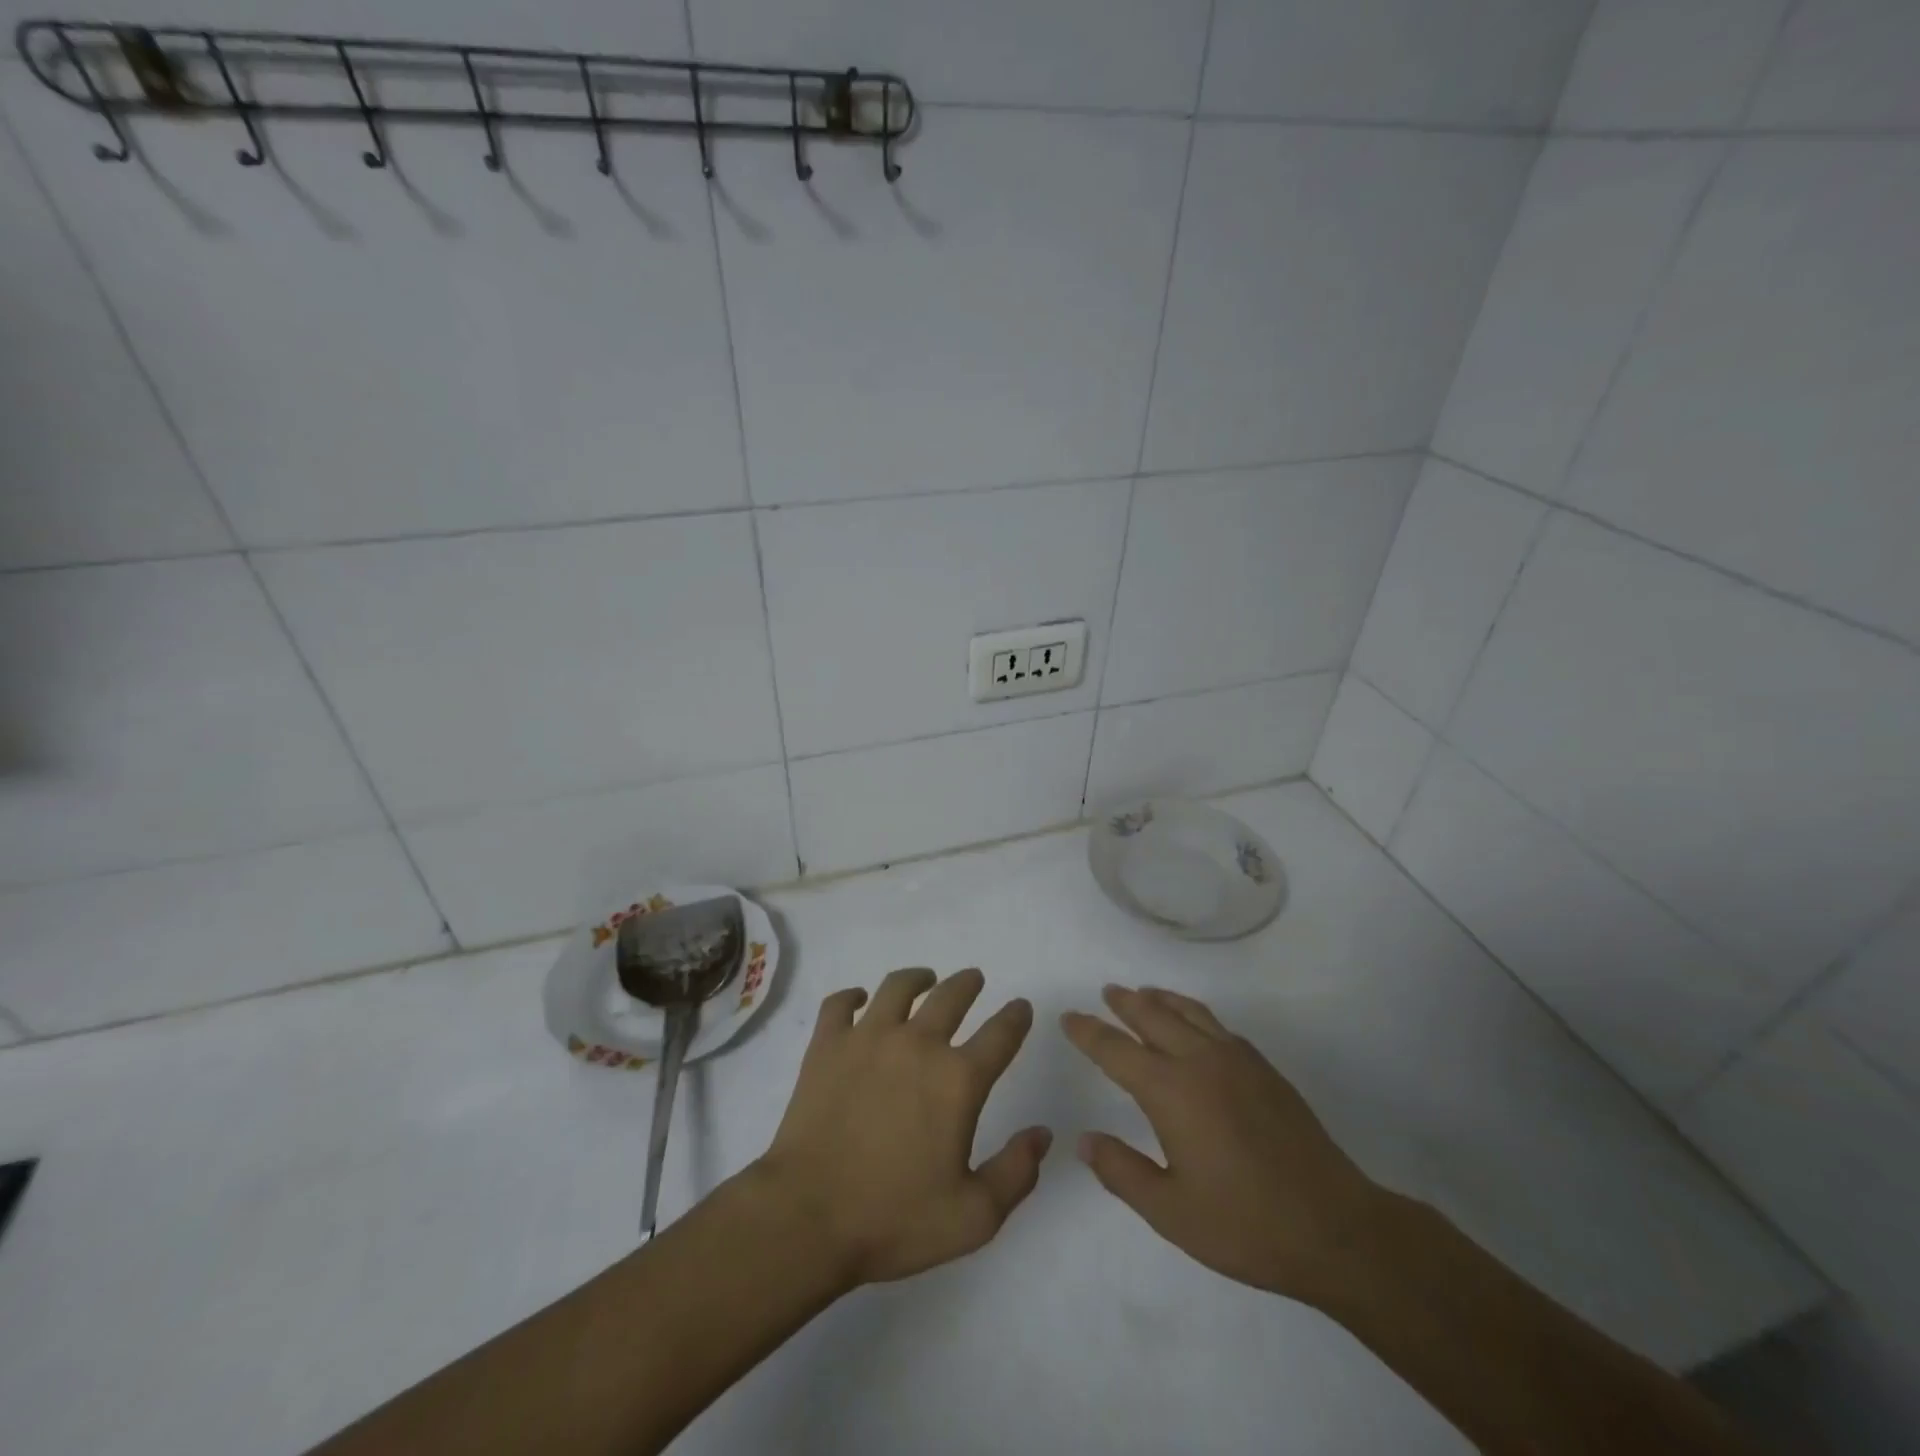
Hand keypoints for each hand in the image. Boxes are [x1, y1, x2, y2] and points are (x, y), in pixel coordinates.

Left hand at [756, 967, 1050, 1287]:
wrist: (807, 1217)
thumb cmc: (893, 1219)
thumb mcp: (972, 1217)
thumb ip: (1016, 1172)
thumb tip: (1042, 1133)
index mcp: (957, 1080)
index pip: (1000, 1035)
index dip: (1016, 1017)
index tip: (1021, 1007)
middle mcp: (917, 1044)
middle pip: (951, 996)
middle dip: (968, 983)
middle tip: (973, 979)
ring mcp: (867, 1038)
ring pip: (898, 987)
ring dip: (917, 978)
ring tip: (924, 979)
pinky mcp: (827, 1045)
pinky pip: (840, 1003)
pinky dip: (852, 996)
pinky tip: (858, 1000)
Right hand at [1062, 985, 1385, 1302]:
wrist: (1335, 1228)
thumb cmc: (1245, 1224)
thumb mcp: (1170, 1211)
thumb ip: (1122, 1171)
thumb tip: (1084, 1140)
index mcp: (1170, 1091)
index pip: (1116, 1050)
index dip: (1088, 1032)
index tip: (1069, 1018)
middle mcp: (1200, 1061)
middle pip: (1153, 1017)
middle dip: (1125, 1003)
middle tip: (1106, 992)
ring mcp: (1237, 1060)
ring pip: (1189, 1013)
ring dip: (1161, 999)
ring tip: (1144, 993)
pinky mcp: (1264, 1070)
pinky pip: (1218, 1025)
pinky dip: (1195, 1013)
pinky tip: (1195, 1025)